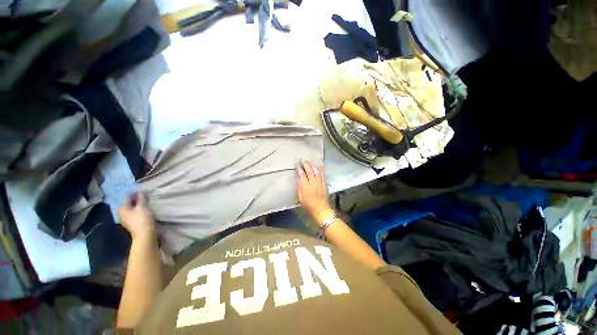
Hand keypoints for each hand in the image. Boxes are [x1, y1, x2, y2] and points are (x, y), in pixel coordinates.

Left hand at [118, 193, 155, 240]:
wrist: (145, 234)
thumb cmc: (142, 219)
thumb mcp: (142, 207)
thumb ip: (141, 199)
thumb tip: (139, 192)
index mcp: (122, 208)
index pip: (127, 197)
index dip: (134, 193)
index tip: (142, 191)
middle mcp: (121, 213)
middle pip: (128, 203)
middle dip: (135, 199)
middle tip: (144, 196)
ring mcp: (126, 219)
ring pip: (131, 209)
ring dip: (137, 205)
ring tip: (145, 202)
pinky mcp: (132, 223)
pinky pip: (134, 213)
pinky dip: (138, 210)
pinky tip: (144, 210)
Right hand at [296, 161, 331, 218]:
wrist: (321, 209)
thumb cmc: (309, 205)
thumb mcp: (301, 198)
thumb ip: (299, 188)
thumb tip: (298, 179)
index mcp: (306, 187)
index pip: (302, 176)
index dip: (300, 170)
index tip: (298, 165)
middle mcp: (313, 184)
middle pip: (310, 172)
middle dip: (307, 165)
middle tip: (304, 161)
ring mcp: (320, 183)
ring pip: (316, 172)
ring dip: (313, 166)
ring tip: (310, 162)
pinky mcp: (324, 184)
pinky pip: (322, 175)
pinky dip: (319, 171)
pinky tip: (318, 167)